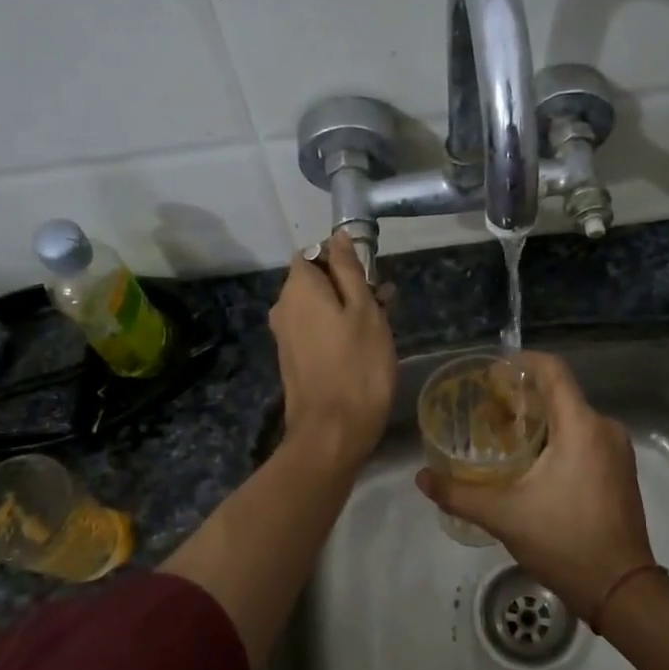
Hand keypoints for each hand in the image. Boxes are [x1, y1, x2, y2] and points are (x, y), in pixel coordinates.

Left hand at [270, 232, 396, 469]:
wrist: (332, 432)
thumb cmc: (358, 366)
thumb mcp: (364, 311)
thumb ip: (349, 270)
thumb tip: (338, 237)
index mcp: (299, 288)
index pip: (313, 252)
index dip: (341, 257)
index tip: (370, 274)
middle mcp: (284, 307)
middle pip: (315, 280)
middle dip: (348, 284)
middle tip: (384, 302)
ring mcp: (286, 335)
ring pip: (318, 306)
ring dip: (347, 308)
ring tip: (383, 323)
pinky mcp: (293, 359)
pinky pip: (315, 329)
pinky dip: (337, 328)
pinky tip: (364, 344)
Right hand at [416, 351, 652, 616]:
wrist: (621, 590)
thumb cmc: (564, 541)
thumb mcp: (504, 516)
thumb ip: (459, 493)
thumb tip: (422, 478)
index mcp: (581, 426)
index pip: (552, 370)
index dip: (520, 363)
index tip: (491, 373)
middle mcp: (605, 428)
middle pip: (560, 393)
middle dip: (522, 396)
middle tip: (485, 410)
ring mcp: (618, 450)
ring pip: (573, 417)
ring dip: (539, 419)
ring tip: (502, 436)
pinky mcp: (621, 470)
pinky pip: (586, 437)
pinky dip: (558, 438)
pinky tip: (532, 462)